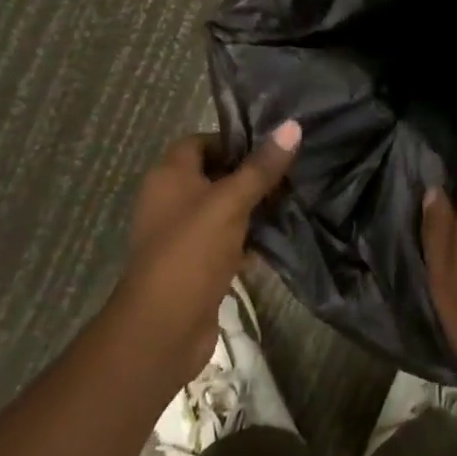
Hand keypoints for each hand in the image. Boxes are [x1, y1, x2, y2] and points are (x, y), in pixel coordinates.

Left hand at [111, 121, 300, 389]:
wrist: (163, 330)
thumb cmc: (191, 253)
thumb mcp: (230, 203)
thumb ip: (261, 167)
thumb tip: (293, 125)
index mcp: (169, 176)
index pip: (201, 142)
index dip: (233, 140)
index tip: (271, 145)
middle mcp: (171, 200)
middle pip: (215, 175)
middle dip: (250, 173)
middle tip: (291, 170)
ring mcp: (183, 235)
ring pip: (224, 209)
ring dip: (253, 206)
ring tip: (293, 198)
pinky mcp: (196, 265)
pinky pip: (227, 240)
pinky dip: (249, 237)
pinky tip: (280, 236)